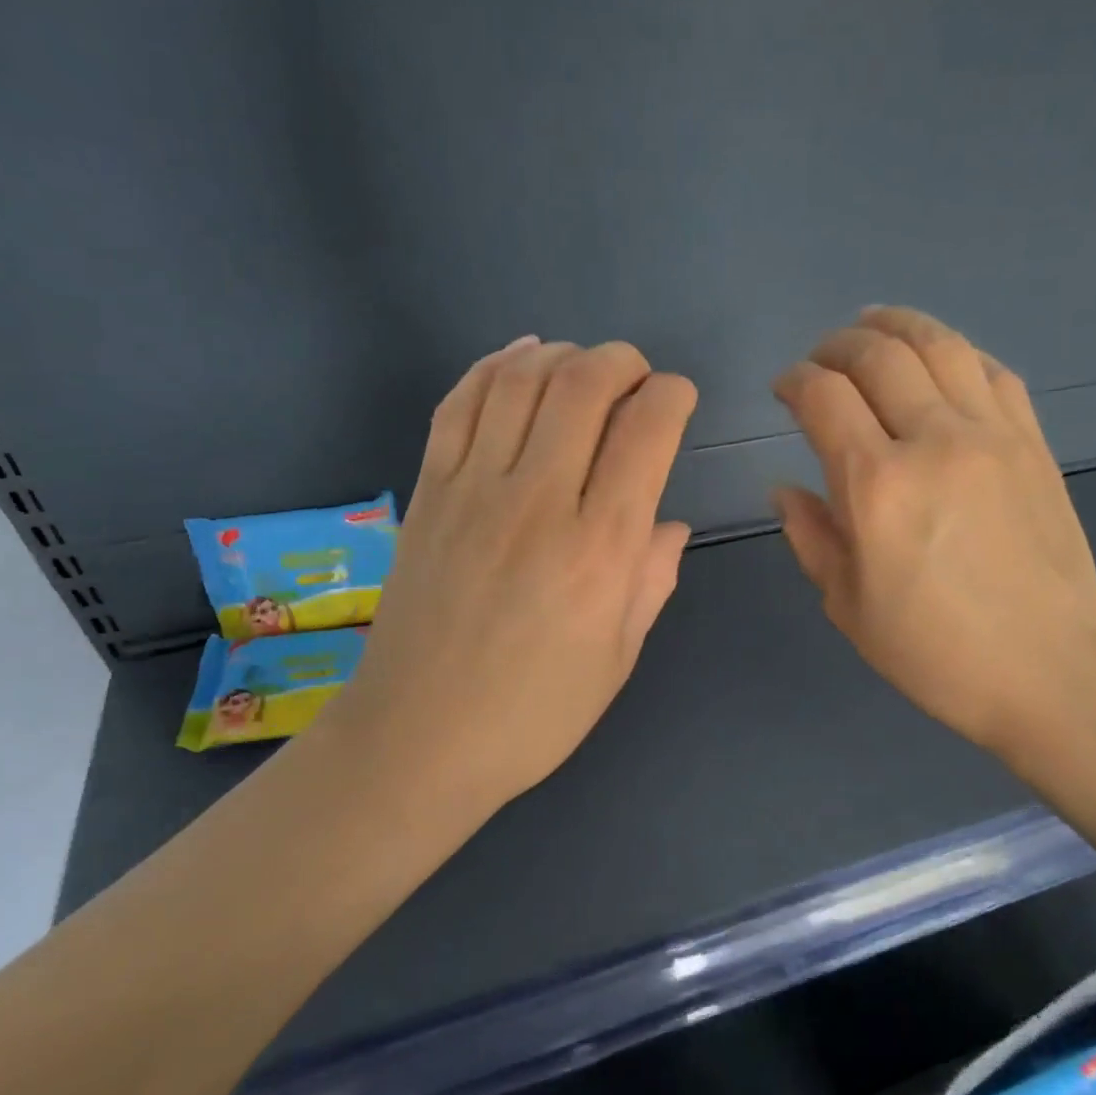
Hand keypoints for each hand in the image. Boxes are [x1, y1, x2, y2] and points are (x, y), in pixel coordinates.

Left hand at [331, 336, 696, 830]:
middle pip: (583, 385)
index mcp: (599, 550)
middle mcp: (537, 502)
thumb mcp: (616, 658)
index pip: (646, 432)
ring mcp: (472, 491)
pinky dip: (494, 367)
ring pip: (520, 380)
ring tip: (582, 369)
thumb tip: (668, 525)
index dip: (672, 396)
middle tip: (636, 378)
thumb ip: (650, 581)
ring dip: (562, 355)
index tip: (678, 401)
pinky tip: (520, 362)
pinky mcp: (427, 492)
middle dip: (622, 362)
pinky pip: (458, 404)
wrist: (417, 739)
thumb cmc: (533, 714)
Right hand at [772, 307, 1095, 763]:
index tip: (784, 390)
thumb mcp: (848, 606)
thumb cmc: (934, 653)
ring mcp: (992, 435)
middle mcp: (933, 441)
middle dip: (836, 345)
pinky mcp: (1033, 443)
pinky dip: (956, 352)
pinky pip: (992, 371)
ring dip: (896, 325)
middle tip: (820, 360)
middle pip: (877, 354)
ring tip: (872, 326)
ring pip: (939, 345)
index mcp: (876, 486)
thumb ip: (811, 535)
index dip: (794, 381)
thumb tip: (785, 487)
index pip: (823, 396)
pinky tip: (940, 360)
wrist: (1049, 671)